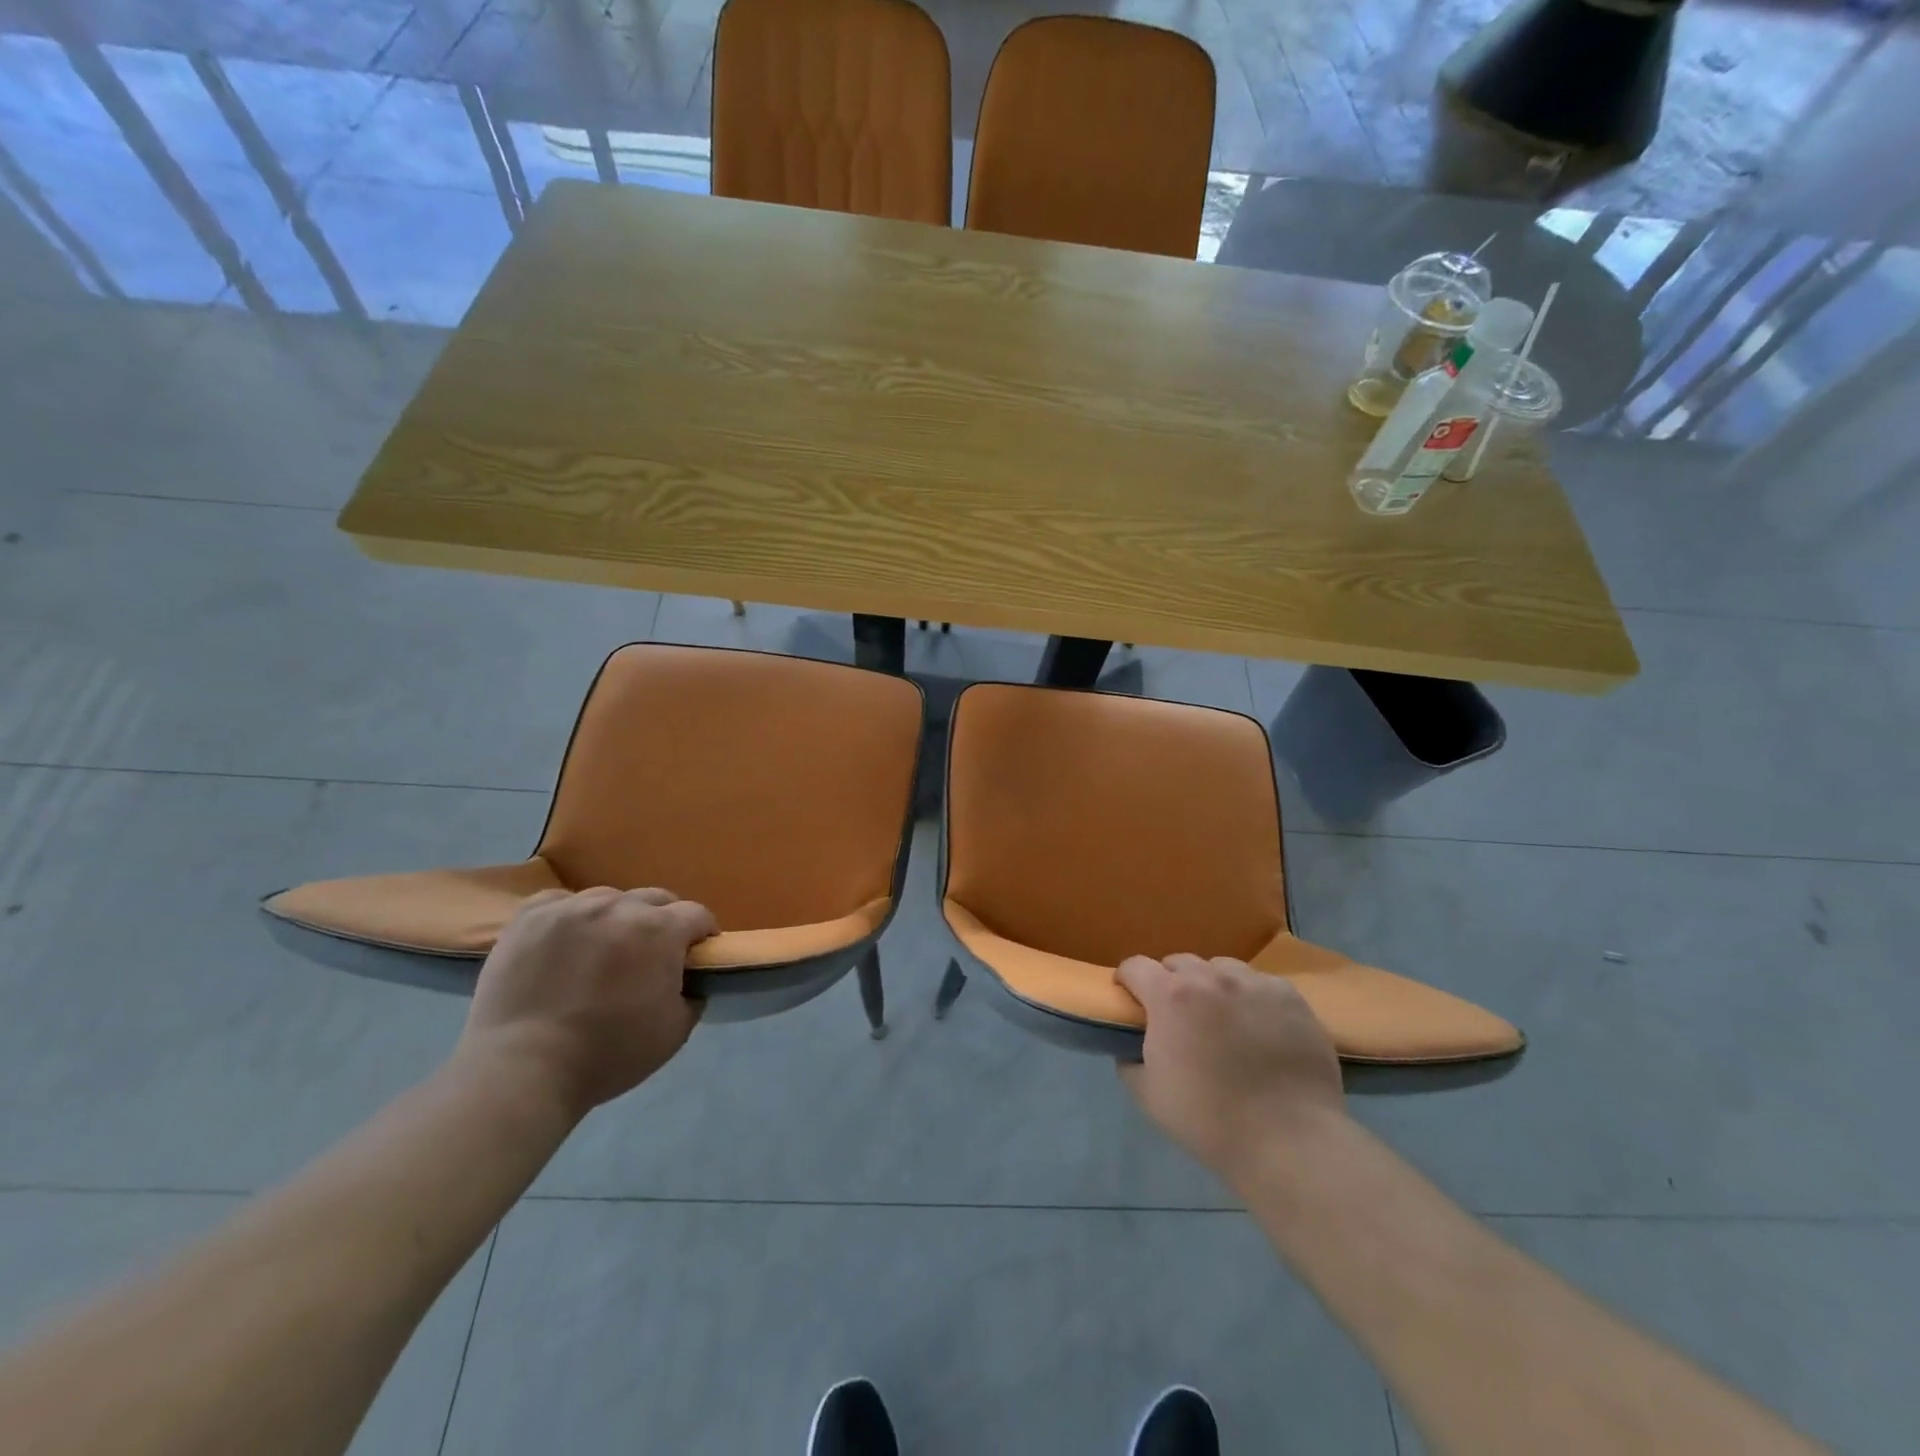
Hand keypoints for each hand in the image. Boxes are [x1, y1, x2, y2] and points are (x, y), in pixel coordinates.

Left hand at [460, 887, 715, 1118]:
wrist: (522, 1070)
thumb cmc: (608, 1054)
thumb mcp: (675, 1032)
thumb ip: (693, 995)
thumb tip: (691, 979)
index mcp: (660, 931)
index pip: (697, 915)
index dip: (702, 934)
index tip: (696, 954)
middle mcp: (619, 907)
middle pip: (655, 899)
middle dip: (662, 921)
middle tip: (651, 954)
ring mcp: (571, 908)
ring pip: (608, 898)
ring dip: (616, 917)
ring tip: (603, 948)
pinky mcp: (529, 917)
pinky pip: (560, 901)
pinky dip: (569, 915)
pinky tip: (565, 939)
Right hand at [1116, 954, 1344, 1184]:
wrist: (1289, 1141)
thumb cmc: (1210, 1120)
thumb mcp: (1148, 1095)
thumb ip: (1129, 1059)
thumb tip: (1131, 1044)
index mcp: (1170, 996)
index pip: (1135, 966)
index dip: (1127, 981)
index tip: (1131, 1000)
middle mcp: (1210, 978)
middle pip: (1178, 962)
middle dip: (1170, 983)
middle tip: (1178, 1016)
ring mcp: (1253, 983)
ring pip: (1221, 968)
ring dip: (1212, 985)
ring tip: (1222, 1017)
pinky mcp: (1289, 996)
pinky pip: (1260, 983)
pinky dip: (1250, 997)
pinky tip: (1259, 1026)